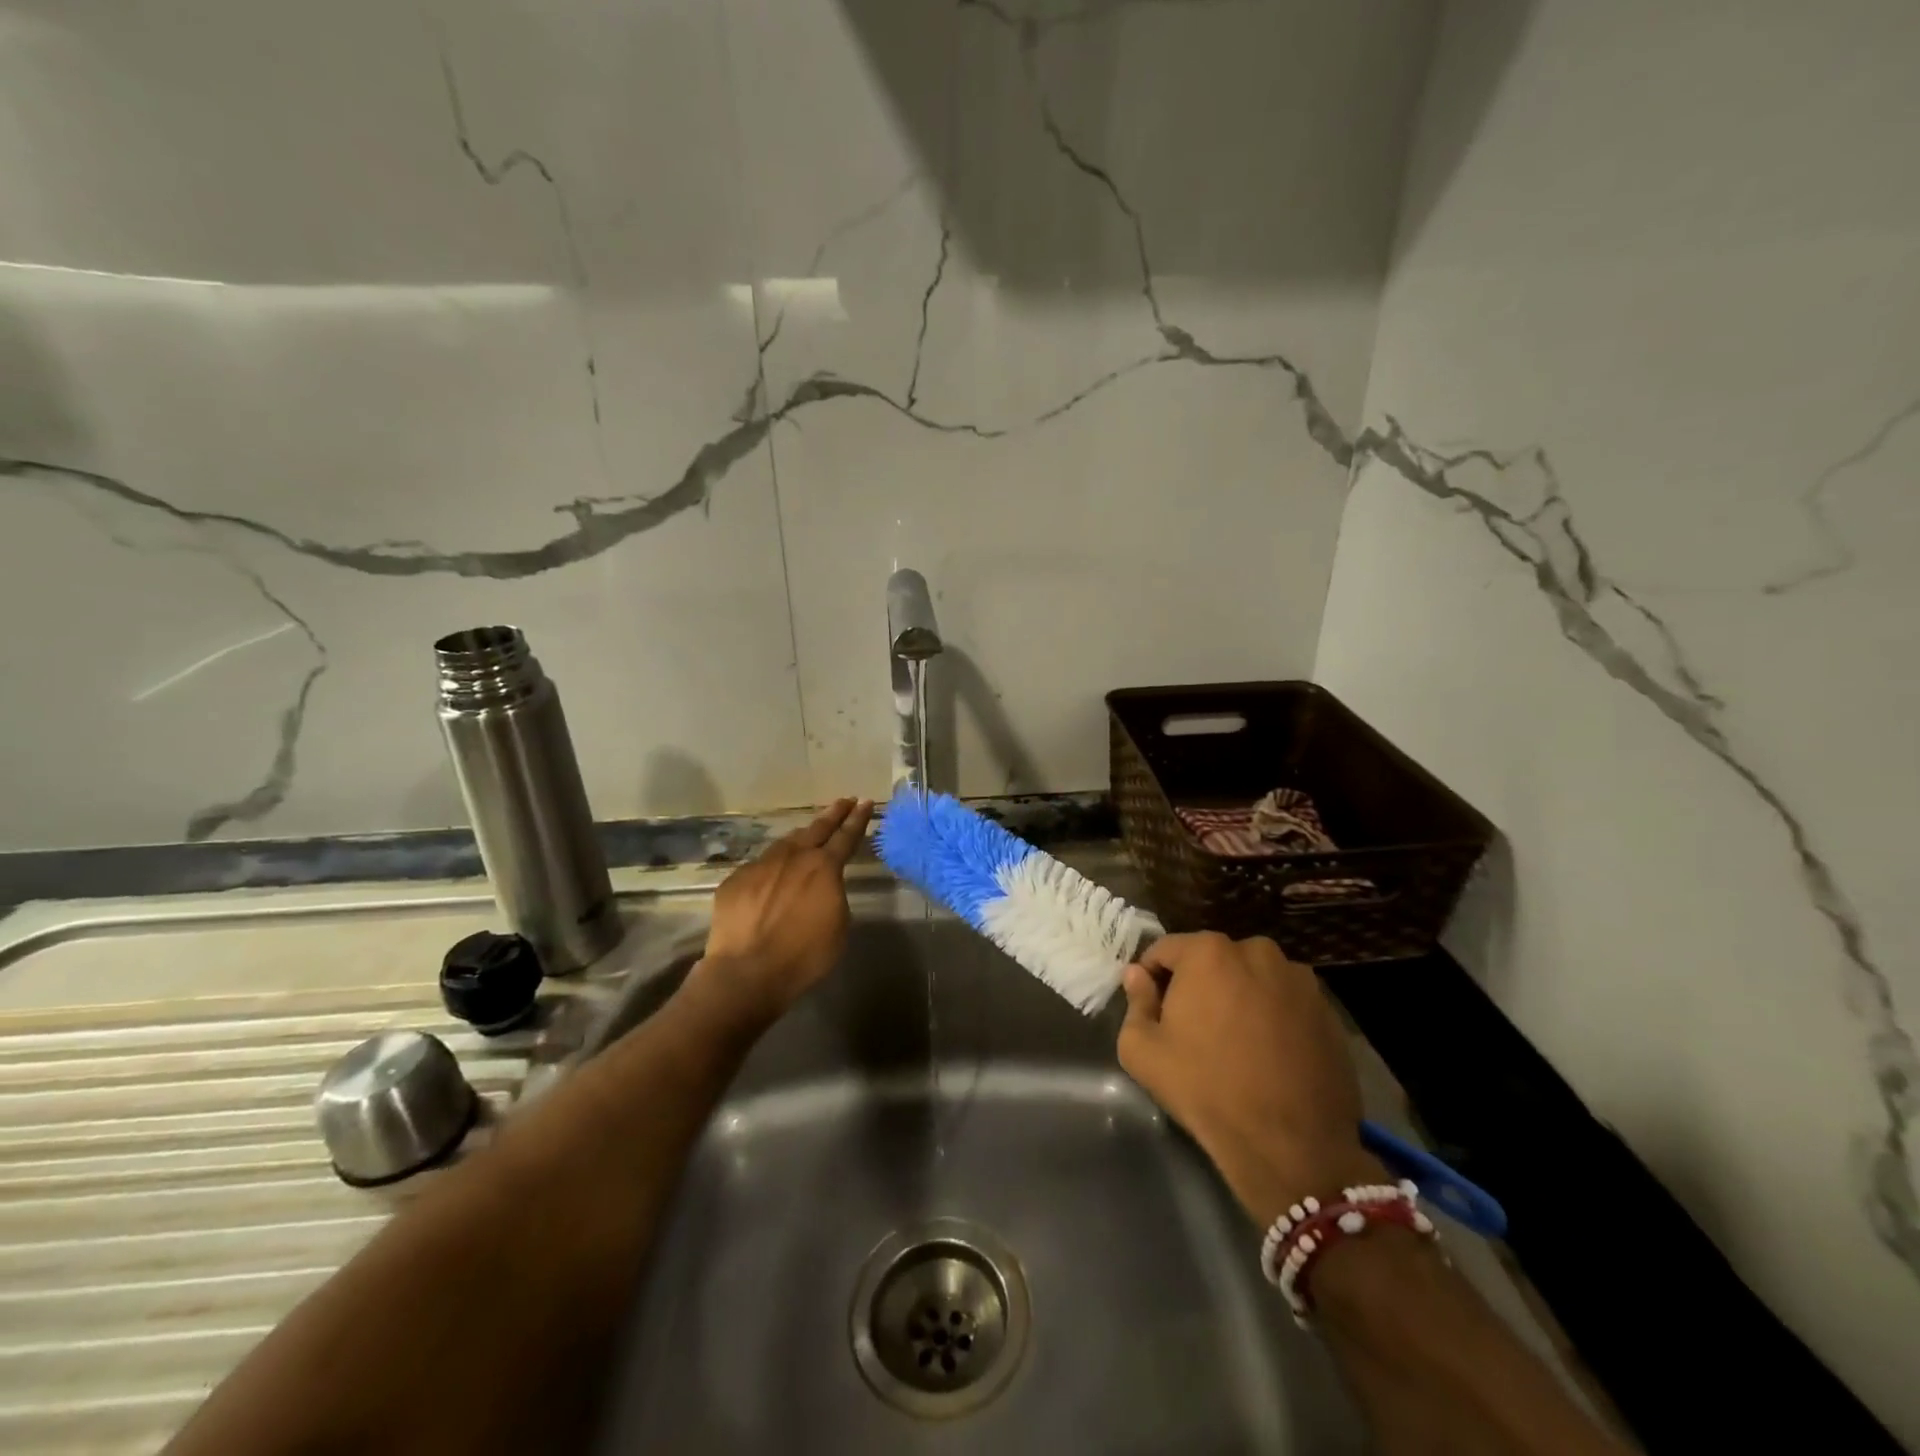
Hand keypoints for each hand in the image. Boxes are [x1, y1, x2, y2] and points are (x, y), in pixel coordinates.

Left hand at [695, 798, 873, 1019]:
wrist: (747, 973)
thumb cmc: (804, 956)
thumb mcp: (838, 925)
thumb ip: (834, 895)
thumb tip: (825, 885)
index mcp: (824, 867)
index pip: (847, 836)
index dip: (858, 819)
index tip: (866, 802)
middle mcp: (793, 857)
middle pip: (817, 828)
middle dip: (833, 814)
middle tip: (844, 801)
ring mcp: (761, 866)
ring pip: (786, 843)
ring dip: (801, 836)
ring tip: (809, 833)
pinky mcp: (735, 880)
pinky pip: (759, 867)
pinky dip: (771, 867)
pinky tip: (772, 877)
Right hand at [1117, 932, 1383, 1227]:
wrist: (1290, 1145)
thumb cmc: (1205, 1088)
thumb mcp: (1142, 1050)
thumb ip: (1135, 1002)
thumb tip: (1137, 976)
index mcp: (1208, 952)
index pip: (1165, 949)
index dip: (1151, 976)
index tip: (1151, 1008)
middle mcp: (1257, 951)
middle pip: (1212, 959)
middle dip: (1198, 984)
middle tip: (1192, 1027)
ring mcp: (1298, 979)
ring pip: (1252, 978)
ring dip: (1238, 996)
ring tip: (1235, 1042)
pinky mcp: (1327, 1010)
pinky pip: (1284, 1001)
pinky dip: (1272, 1016)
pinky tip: (1268, 1054)